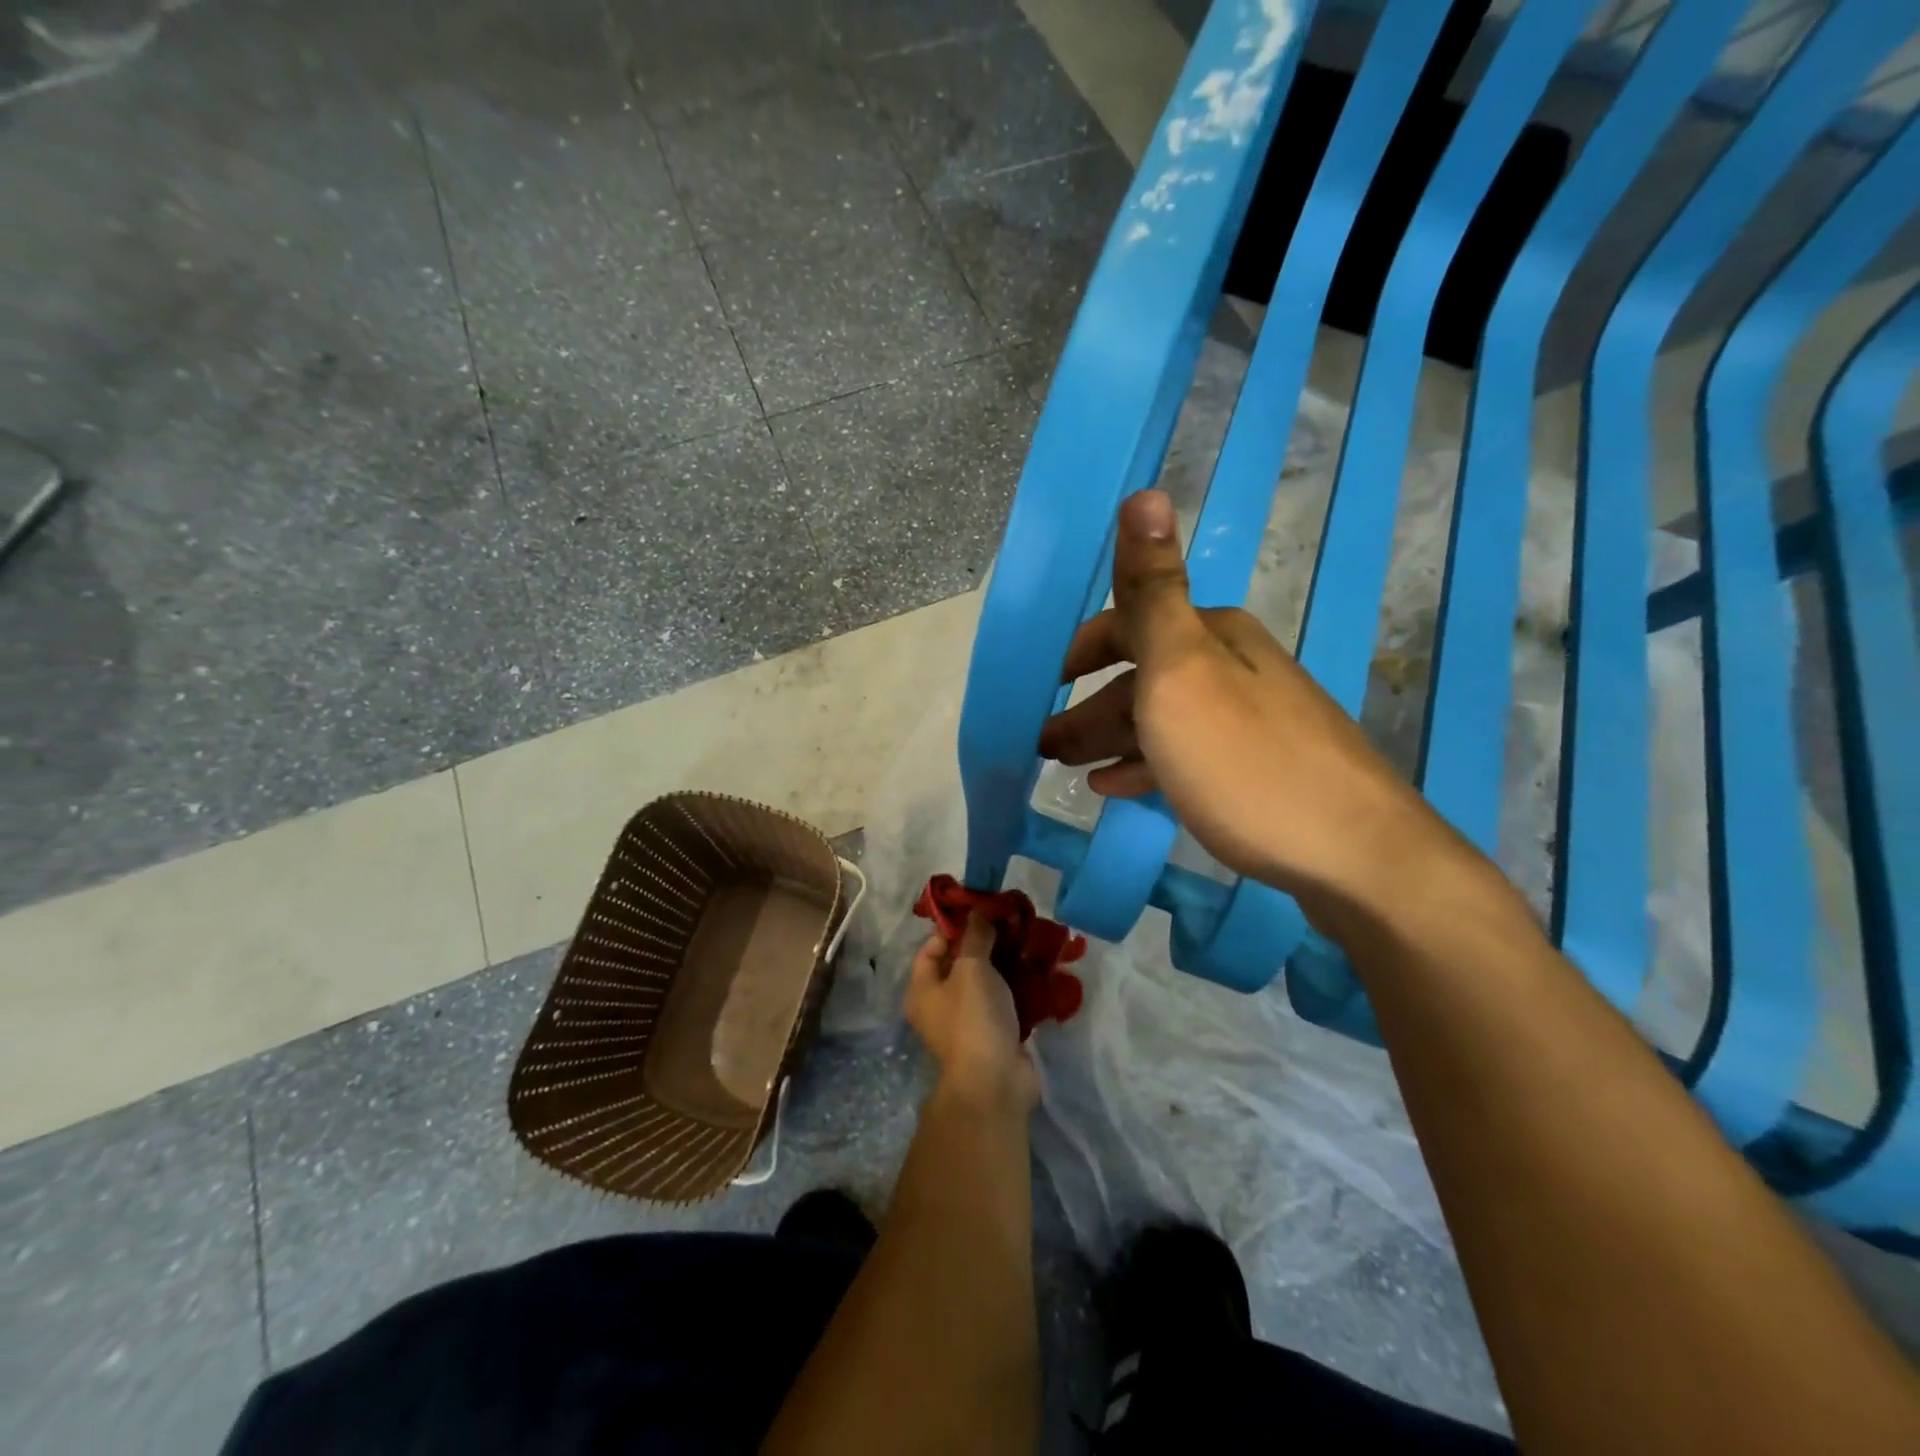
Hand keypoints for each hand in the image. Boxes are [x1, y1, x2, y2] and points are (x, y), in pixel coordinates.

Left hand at [906, 917, 1038, 1111]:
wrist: (996, 1082)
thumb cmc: (973, 1018)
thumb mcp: (971, 968)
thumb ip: (975, 937)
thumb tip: (978, 912)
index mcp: (923, 990)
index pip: (931, 948)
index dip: (953, 928)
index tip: (981, 912)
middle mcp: (940, 1005)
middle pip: (961, 964)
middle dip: (986, 944)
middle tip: (1011, 923)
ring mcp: (968, 1022)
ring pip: (987, 983)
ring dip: (1007, 964)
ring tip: (1029, 941)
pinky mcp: (995, 1035)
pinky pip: (1006, 1002)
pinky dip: (1020, 987)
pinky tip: (1039, 970)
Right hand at [1036, 489, 1458, 918]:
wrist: (1354, 855)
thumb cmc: (1245, 761)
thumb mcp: (1183, 671)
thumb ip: (1154, 591)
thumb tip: (1144, 492)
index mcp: (1213, 637)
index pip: (1135, 622)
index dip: (1088, 649)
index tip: (1052, 683)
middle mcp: (1235, 668)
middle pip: (1146, 676)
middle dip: (1090, 704)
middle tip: (1047, 744)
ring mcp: (1252, 721)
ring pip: (1164, 719)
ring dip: (1112, 737)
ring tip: (1070, 767)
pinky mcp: (1260, 770)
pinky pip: (1187, 756)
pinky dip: (1147, 765)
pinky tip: (1120, 788)